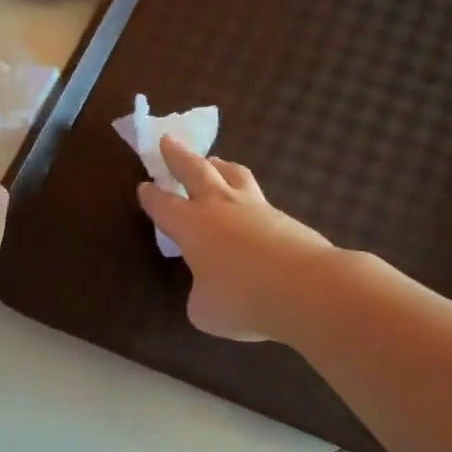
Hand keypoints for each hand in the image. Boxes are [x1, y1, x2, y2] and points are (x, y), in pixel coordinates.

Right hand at [138, 135, 336, 341]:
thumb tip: (209, 288)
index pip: (163, 205)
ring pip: (232, 174)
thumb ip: (200, 294)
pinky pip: (258, 198)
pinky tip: (249, 207)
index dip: (151, 197)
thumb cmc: (243, 299)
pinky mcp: (285, 217)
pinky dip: (247, 195)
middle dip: (178, 156)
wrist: (307, 287)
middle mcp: (220, 207)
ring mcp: (256, 207)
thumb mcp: (204, 310)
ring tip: (213, 161)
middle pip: (195, 170)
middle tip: (168, 141)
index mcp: (191, 226)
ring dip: (217, 164)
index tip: (144, 186)